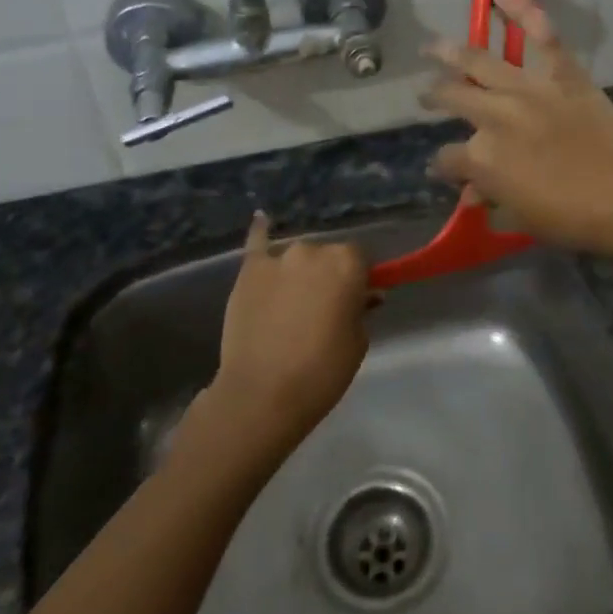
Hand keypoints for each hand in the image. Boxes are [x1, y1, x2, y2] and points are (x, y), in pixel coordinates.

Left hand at [203, 212, 371, 458]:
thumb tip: (364, 296)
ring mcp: (277, 258)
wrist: (262, 393)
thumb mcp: (357, 342)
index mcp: (346, 264)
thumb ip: (361, 311)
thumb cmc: (321, 371)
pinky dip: (260, 232)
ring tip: (293, 301)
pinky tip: (261, 219)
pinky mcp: (248, 271)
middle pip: (327, 255)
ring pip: (297, 257)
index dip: (359, 279)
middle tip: (324, 308)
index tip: (356, 300)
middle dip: (329, 275)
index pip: (360, 259)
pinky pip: (257, 243)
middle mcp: (313, 250)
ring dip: (300, 271)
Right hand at [423, 0, 612, 255]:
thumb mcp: (519, 215)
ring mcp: (527, 89)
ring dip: (449, 52)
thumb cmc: (569, 216)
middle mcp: (494, 115)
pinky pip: (542, 35)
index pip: (447, 158)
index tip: (445, 168)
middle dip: (434, 97)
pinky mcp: (562, 73)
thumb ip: (490, 196)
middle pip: (452, 98)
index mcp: (481, 156)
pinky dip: (523, 10)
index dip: (443, 165)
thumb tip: (471, 191)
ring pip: (478, 61)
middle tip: (426, 95)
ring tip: (431, 47)